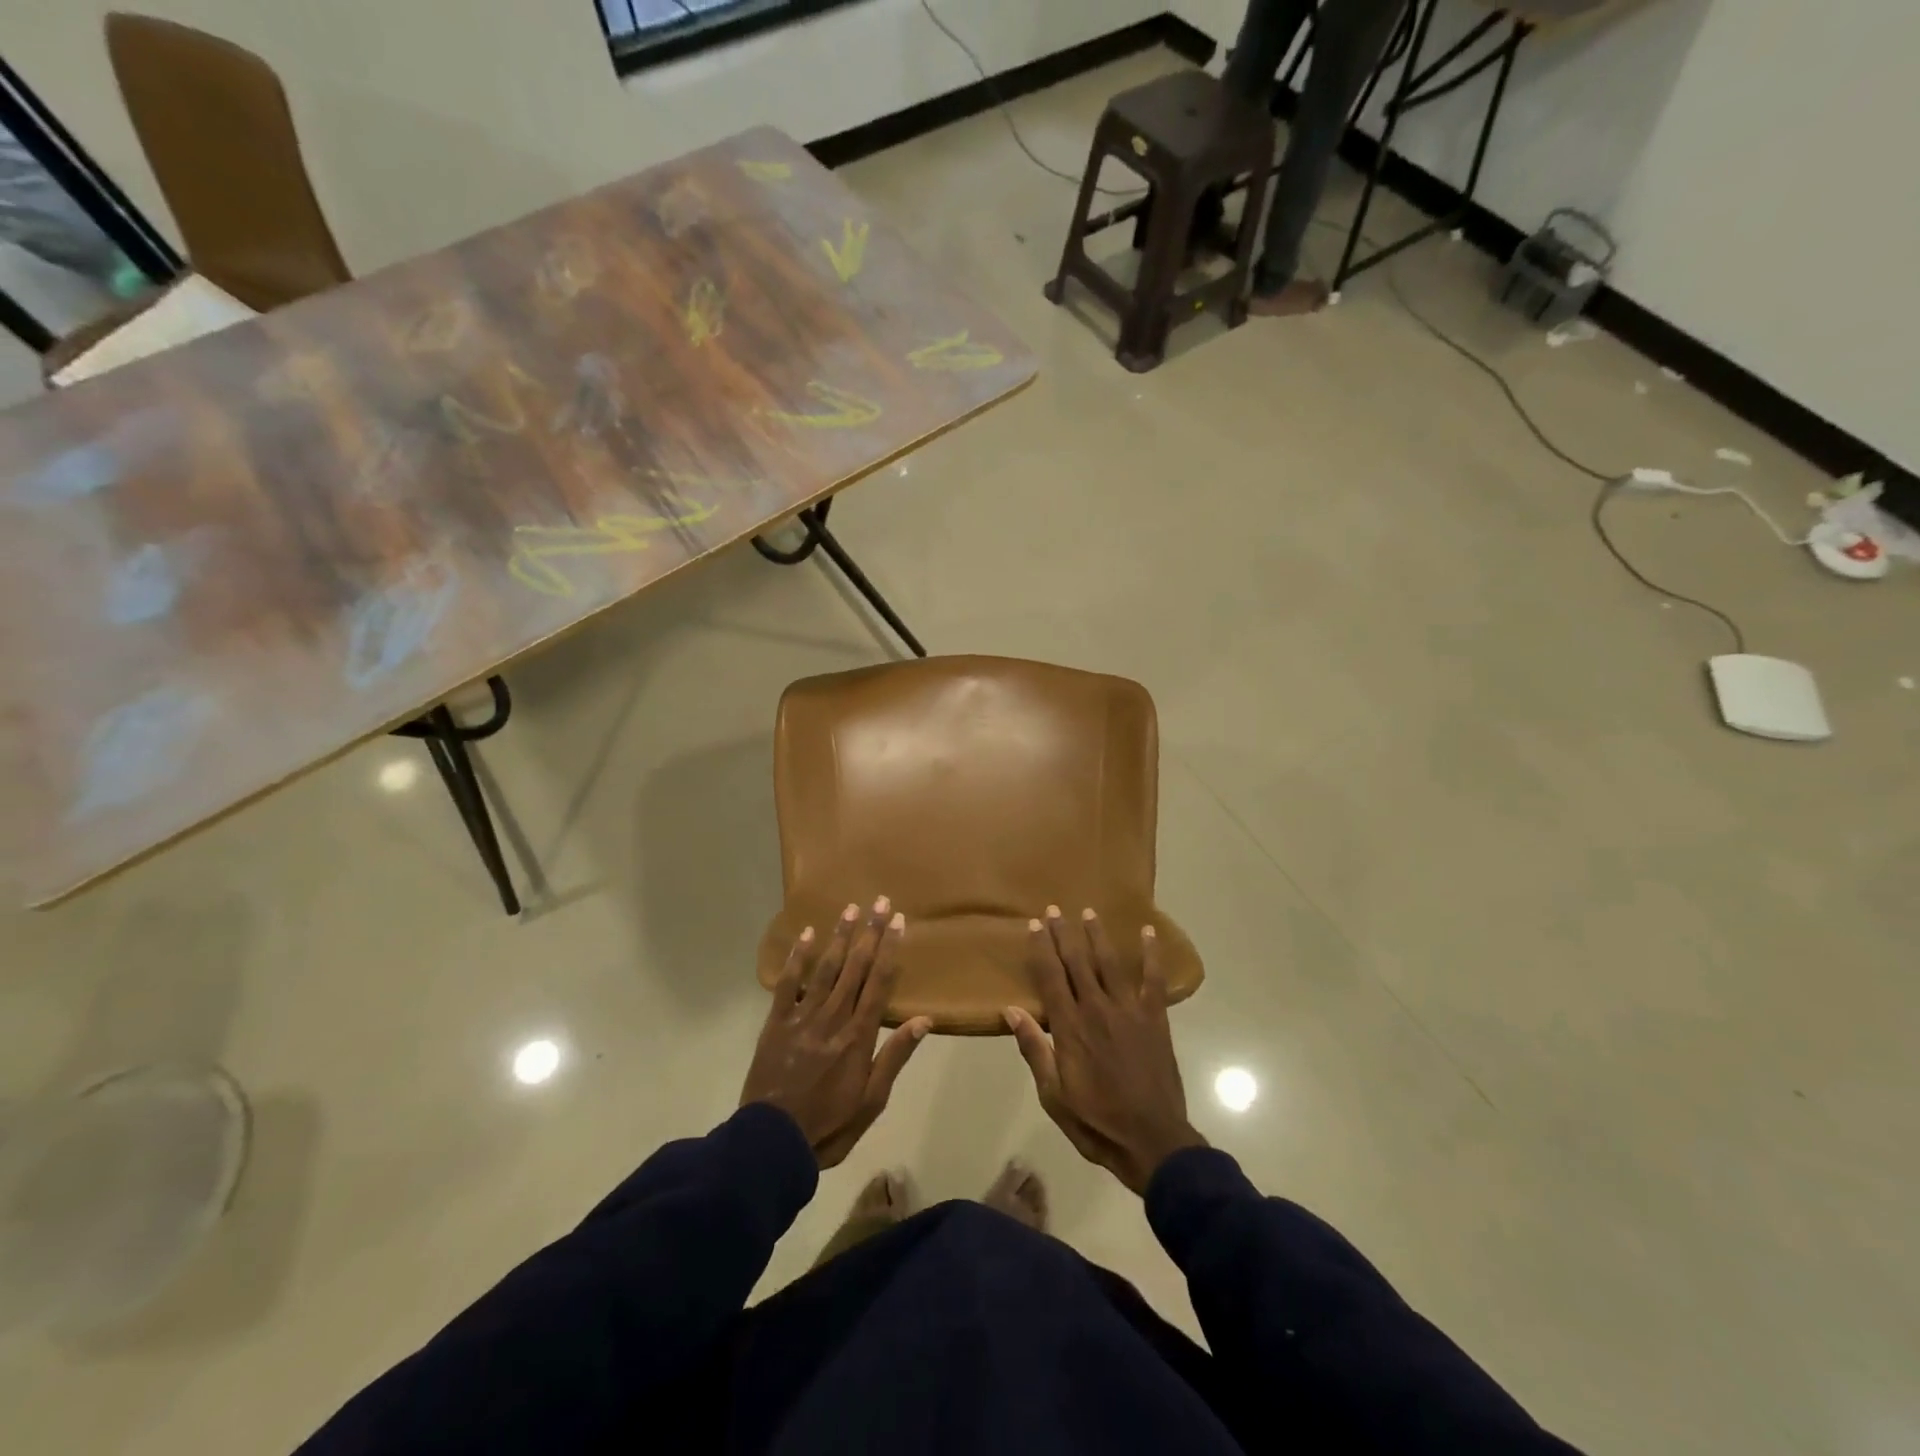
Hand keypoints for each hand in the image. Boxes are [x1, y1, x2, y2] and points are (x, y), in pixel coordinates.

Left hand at [741, 898, 932, 1167]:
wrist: (772, 1144)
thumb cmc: (829, 1125)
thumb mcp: (872, 1101)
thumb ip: (895, 1057)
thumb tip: (924, 1020)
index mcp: (859, 1037)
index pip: (879, 983)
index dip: (889, 950)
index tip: (898, 921)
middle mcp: (834, 1018)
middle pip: (855, 968)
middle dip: (869, 933)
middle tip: (879, 901)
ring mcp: (803, 1018)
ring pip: (825, 969)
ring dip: (839, 937)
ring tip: (850, 909)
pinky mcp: (777, 1023)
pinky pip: (788, 985)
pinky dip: (797, 959)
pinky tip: (807, 935)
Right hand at [1005, 907, 1204, 1194]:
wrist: (1153, 1141)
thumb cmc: (1096, 1121)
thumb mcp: (1054, 1095)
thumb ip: (1035, 1049)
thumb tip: (1012, 1011)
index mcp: (1070, 1028)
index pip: (1051, 978)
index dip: (1042, 949)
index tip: (1034, 926)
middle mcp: (1097, 1009)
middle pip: (1077, 962)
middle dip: (1064, 934)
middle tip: (1054, 909)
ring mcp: (1129, 1010)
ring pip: (1109, 963)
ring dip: (1097, 936)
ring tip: (1088, 911)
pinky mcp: (1155, 1018)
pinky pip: (1153, 979)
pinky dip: (1151, 955)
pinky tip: (1148, 933)